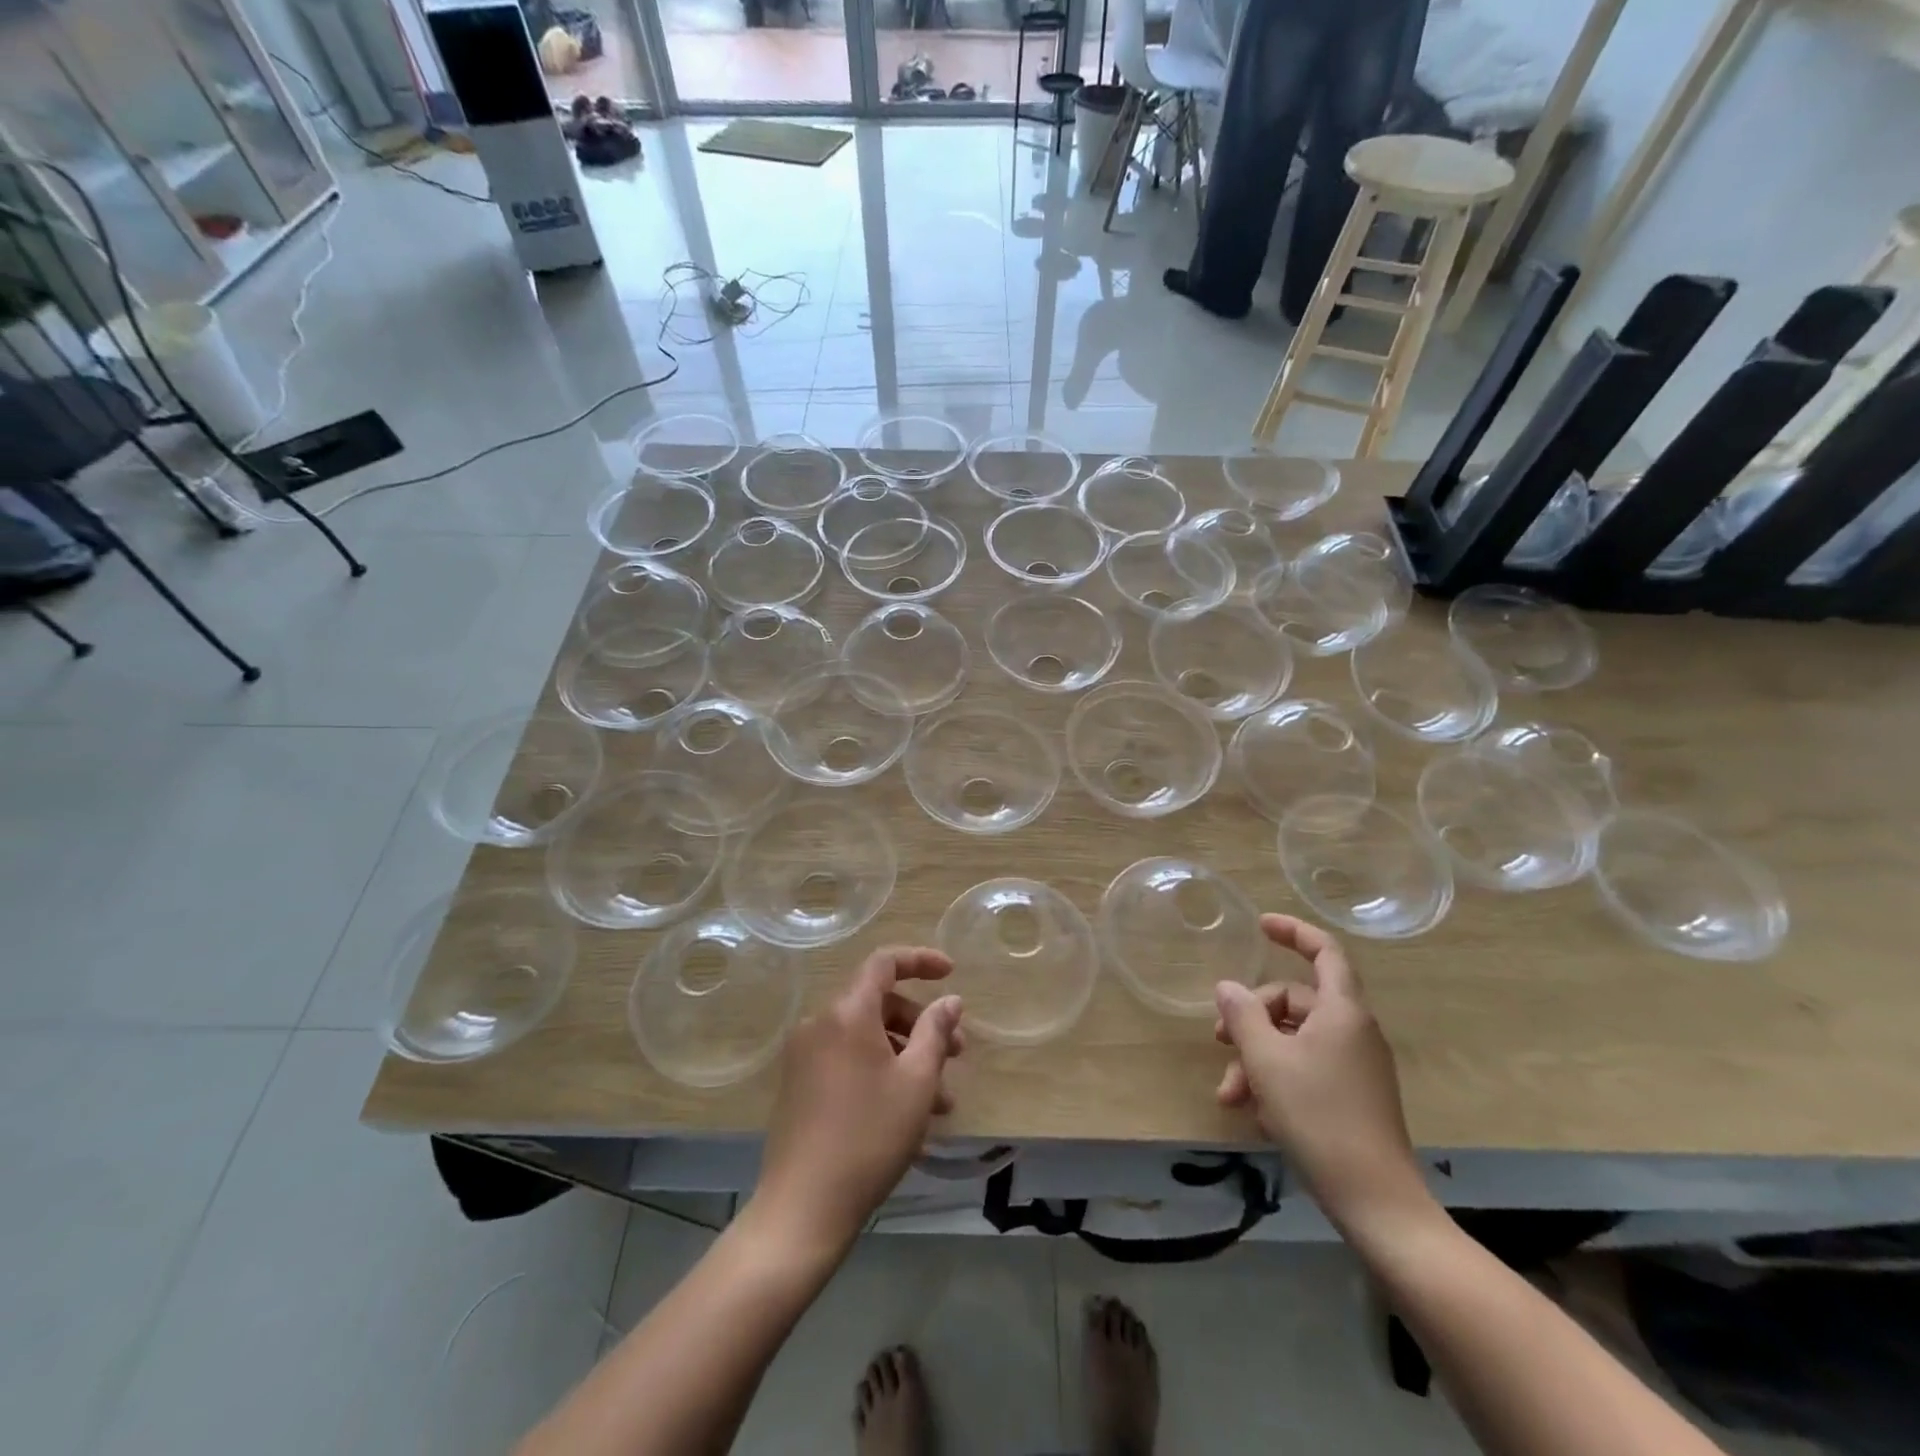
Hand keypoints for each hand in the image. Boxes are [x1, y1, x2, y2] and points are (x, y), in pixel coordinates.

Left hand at [752, 947, 963, 1251]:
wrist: (803, 1208)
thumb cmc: (869, 1137)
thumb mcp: (916, 1082)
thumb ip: (936, 1032)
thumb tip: (950, 1000)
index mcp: (846, 1012)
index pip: (884, 963)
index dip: (920, 960)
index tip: (951, 973)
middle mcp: (820, 1023)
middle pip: (878, 1002)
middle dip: (921, 1023)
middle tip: (956, 1054)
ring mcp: (804, 1055)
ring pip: (866, 1036)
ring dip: (906, 1055)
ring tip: (941, 1099)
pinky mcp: (799, 1084)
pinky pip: (847, 1059)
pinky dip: (880, 1070)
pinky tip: (907, 1111)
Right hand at [1213, 915, 1428, 1231]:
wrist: (1376, 1202)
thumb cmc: (1319, 1117)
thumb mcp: (1266, 1061)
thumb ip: (1243, 1015)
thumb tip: (1228, 986)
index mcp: (1343, 1012)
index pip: (1324, 952)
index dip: (1293, 931)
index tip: (1260, 925)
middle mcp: (1354, 1031)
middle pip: (1295, 1002)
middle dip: (1252, 1019)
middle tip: (1219, 1043)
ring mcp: (1356, 1066)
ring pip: (1295, 1041)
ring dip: (1257, 1059)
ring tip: (1230, 1096)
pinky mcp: (1354, 1097)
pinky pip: (1307, 1069)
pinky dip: (1277, 1082)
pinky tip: (1257, 1115)